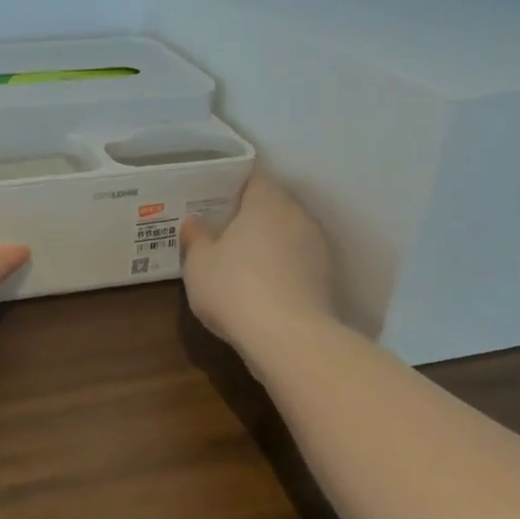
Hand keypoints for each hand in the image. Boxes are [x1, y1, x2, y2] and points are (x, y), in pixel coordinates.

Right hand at [180, 172, 336, 350]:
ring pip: (286, 236)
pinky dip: (279, 270)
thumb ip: (196, 238)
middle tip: (220, 232)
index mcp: (267, 202)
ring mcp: (317, 248)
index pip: (253, 179)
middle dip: (249, 218)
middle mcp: (297, 217)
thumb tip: (194, 222)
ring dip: (266, 246)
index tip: (212, 201)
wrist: (288, 339)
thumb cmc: (234, 288)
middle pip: (272, 207)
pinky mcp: (325, 279)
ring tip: (239, 263)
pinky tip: (259, 289)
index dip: (232, 188)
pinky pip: (296, 264)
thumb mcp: (199, 264)